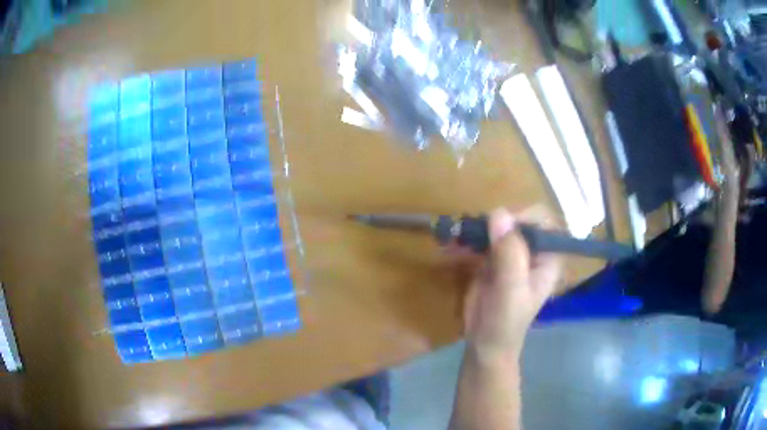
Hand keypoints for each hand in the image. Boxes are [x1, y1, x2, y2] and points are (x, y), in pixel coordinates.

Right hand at [463, 208, 561, 360]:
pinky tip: (449, 248)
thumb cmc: (505, 322)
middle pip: (516, 220)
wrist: (485, 345)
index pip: (542, 221)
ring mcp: (511, 255)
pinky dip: (464, 241)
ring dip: (475, 229)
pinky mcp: (492, 261)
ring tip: (455, 236)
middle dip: (493, 222)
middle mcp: (532, 252)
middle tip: (470, 232)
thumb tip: (498, 212)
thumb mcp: (510, 290)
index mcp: (547, 257)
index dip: (522, 216)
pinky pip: (480, 241)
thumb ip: (509, 253)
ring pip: (496, 228)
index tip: (498, 225)